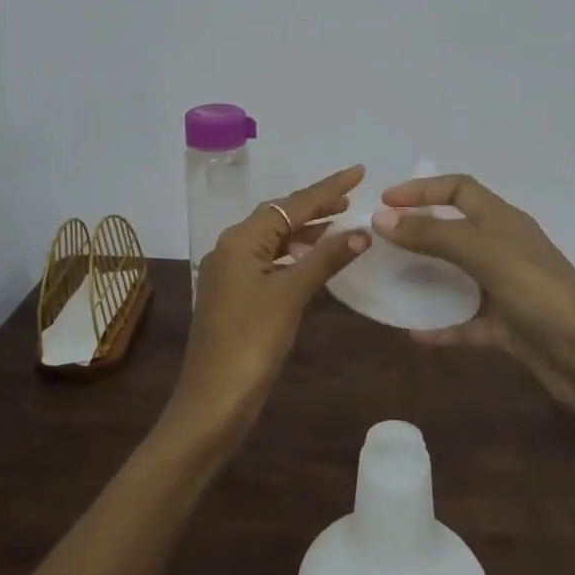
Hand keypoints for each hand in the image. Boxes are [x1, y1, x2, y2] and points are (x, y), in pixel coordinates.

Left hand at [167, 165, 369, 442]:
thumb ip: (325, 259)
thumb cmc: (251, 343)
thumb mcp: (291, 296)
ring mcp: (231, 274)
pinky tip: (315, 260)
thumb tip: (361, 232)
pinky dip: (295, 256)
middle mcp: (231, 249)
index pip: (290, 205)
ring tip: (342, 225)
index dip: (327, 188)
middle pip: (279, 217)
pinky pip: (270, 262)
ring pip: (274, 240)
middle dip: (316, 206)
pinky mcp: (235, 296)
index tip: (359, 172)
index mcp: (239, 241)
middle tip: (353, 197)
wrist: (213, 402)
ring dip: (307, 231)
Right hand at [372, 174, 574, 414]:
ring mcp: (507, 288)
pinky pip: (466, 322)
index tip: (385, 203)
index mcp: (503, 220)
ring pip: (458, 275)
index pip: (459, 188)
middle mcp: (504, 248)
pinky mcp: (508, 327)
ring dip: (426, 277)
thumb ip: (432, 235)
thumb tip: (382, 218)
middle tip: (380, 241)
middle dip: (419, 231)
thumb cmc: (539, 292)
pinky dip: (442, 326)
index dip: (422, 189)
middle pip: (455, 229)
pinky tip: (414, 334)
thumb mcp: (483, 254)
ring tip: (389, 280)